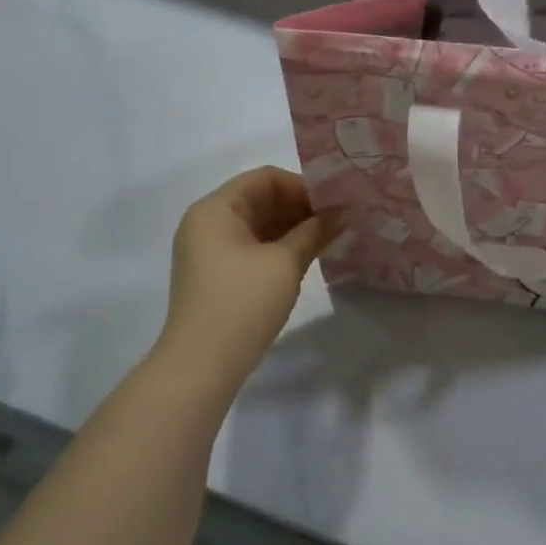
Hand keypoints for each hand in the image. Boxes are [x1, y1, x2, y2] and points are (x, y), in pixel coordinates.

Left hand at [160, 167, 340, 388]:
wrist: (201, 366)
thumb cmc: (242, 303)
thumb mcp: (285, 263)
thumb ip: (315, 231)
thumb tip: (344, 212)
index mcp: (215, 209)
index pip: (265, 178)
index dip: (303, 185)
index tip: (335, 201)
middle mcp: (207, 222)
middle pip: (260, 199)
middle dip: (300, 206)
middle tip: (339, 218)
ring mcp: (209, 250)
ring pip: (258, 224)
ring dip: (293, 227)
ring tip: (330, 236)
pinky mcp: (216, 275)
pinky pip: (252, 246)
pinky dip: (279, 246)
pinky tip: (308, 254)